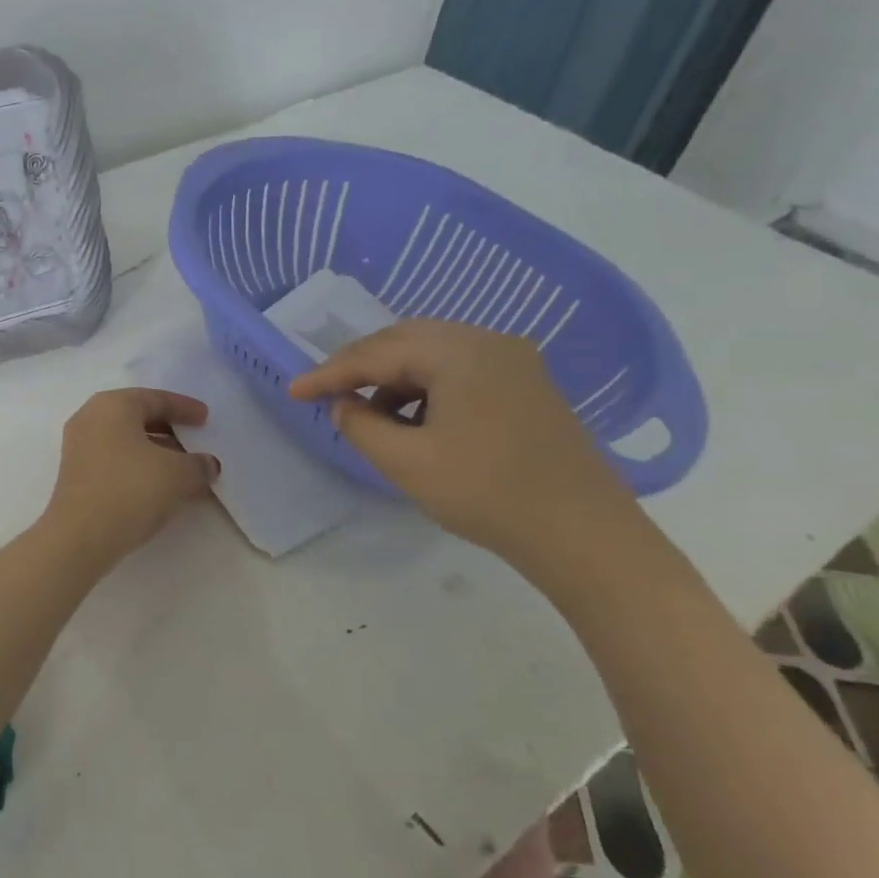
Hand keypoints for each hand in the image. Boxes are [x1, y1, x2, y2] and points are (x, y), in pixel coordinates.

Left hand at [40, 389, 218, 570]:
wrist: (81, 536)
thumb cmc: (131, 488)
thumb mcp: (178, 474)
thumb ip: (199, 465)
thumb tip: (208, 465)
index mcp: (112, 405)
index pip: (155, 398)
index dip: (184, 407)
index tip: (206, 418)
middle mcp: (90, 418)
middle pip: (137, 417)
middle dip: (169, 430)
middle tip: (195, 441)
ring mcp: (79, 448)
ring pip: (126, 441)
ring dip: (156, 453)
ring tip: (185, 469)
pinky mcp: (76, 476)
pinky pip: (115, 461)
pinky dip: (140, 468)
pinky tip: (161, 488)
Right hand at [287, 320, 645, 573]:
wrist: (585, 536)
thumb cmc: (488, 494)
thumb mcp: (407, 463)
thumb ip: (361, 426)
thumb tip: (343, 405)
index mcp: (459, 352)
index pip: (376, 353)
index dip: (329, 373)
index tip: (293, 392)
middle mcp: (488, 341)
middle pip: (404, 341)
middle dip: (360, 366)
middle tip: (326, 393)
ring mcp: (513, 361)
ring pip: (431, 354)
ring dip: (393, 378)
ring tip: (370, 415)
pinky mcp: (526, 384)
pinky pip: (459, 370)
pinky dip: (425, 388)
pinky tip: (415, 420)